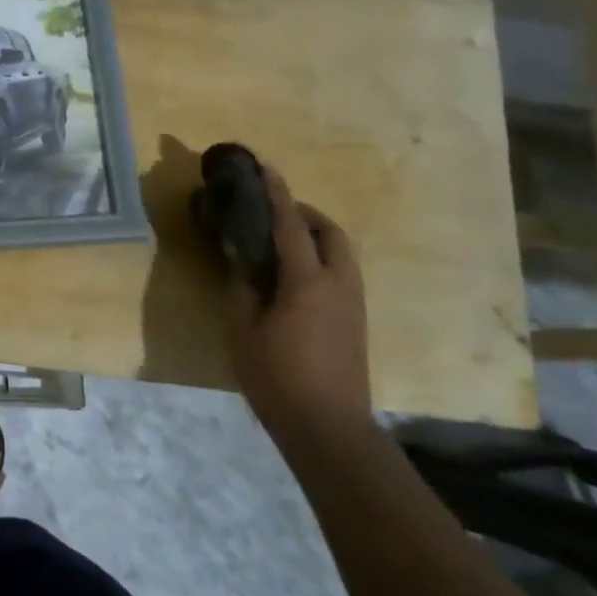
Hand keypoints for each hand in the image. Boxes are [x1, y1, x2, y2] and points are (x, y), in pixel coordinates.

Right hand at [221, 166, 371, 446]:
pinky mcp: (356, 321)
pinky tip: (294, 276)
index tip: (264, 167)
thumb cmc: (277, 376)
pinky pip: (342, 272)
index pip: (291, 225)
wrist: (329, 428)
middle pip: (330, 232)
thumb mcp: (242, 328)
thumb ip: (242, 285)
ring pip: (342, 253)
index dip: (277, 193)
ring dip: (315, 236)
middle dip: (304, 213)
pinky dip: (321, 258)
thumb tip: (240, 256)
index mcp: (307, 281)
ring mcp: (353, 303)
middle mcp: (339, 284)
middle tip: (272, 212)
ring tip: (281, 241)